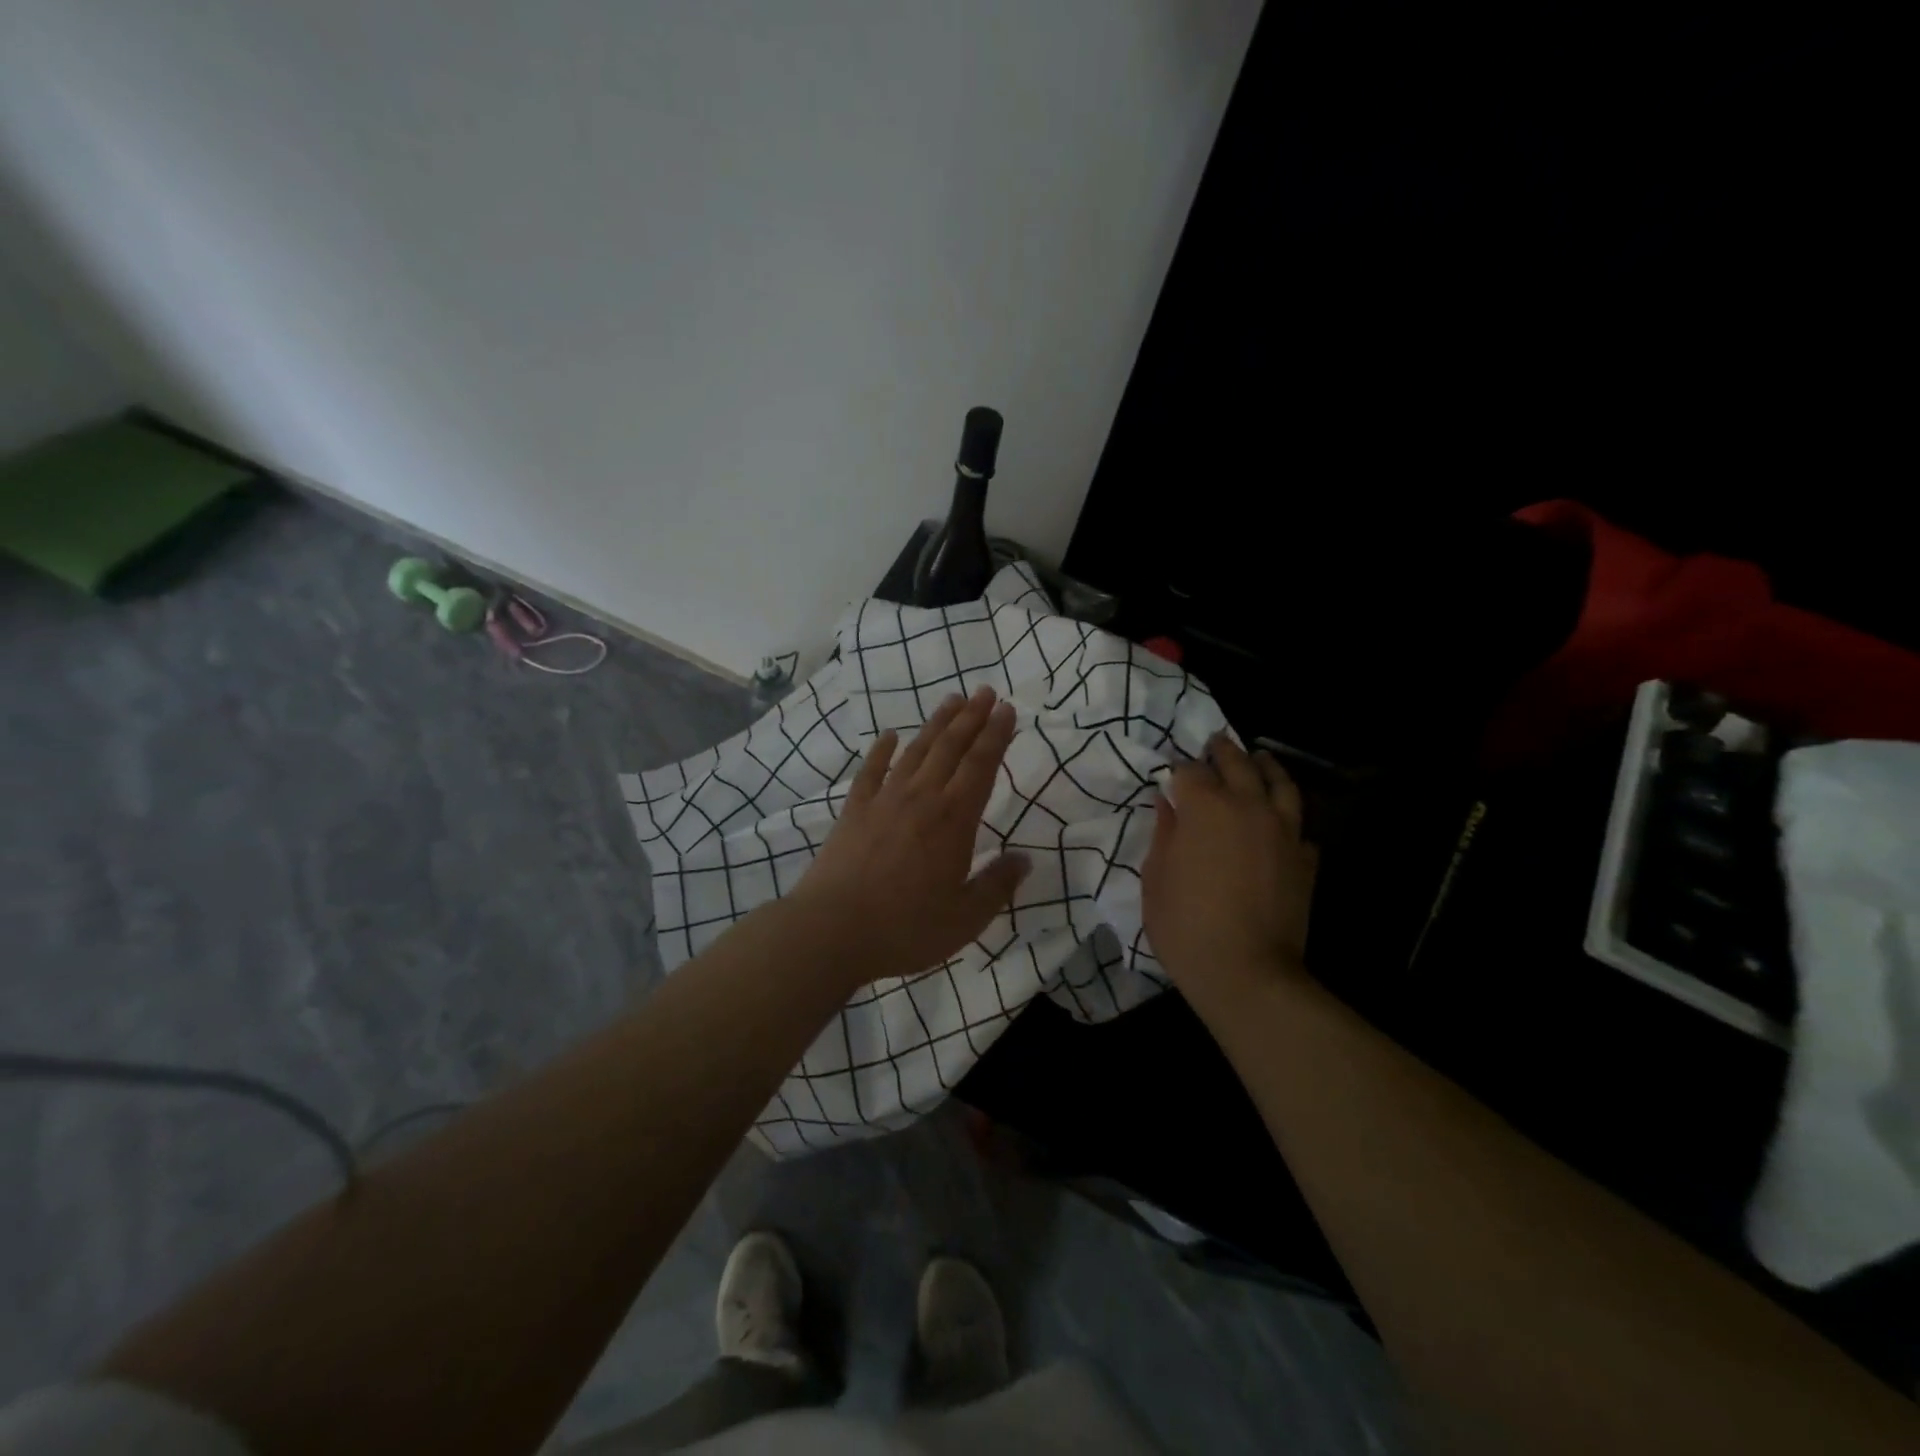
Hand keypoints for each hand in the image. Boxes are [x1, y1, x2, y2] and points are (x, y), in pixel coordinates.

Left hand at [791, 685, 1029, 986]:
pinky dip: (881, 750)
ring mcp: (884, 800)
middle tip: (985, 691)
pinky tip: (889, 736)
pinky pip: (871, 771)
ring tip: (951, 700)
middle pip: (951, 748)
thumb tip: (1025, 859)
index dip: (996, 735)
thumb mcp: (965, 918)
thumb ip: (997, 886)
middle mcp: (922, 799)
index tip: (1007, 709)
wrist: (832, 929)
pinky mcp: (854, 810)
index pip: (981, 766)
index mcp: (954, 820)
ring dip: (936, 724)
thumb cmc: (906, 927)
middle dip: (971, 717)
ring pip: (916, 751)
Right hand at [1143, 733, 1316, 1003]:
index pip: (1190, 771)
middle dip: (1222, 751)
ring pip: (1280, 784)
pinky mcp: (1305, 859)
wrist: (1246, 972)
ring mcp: (1284, 832)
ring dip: (1266, 766)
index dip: (1179, 769)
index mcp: (1206, 807)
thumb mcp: (1156, 877)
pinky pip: (1299, 828)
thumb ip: (1164, 833)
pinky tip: (1280, 824)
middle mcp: (1249, 807)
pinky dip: (1286, 819)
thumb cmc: (1185, 925)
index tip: (1172, 774)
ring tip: (1259, 758)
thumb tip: (1167, 803)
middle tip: (1214, 743)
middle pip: (1238, 764)